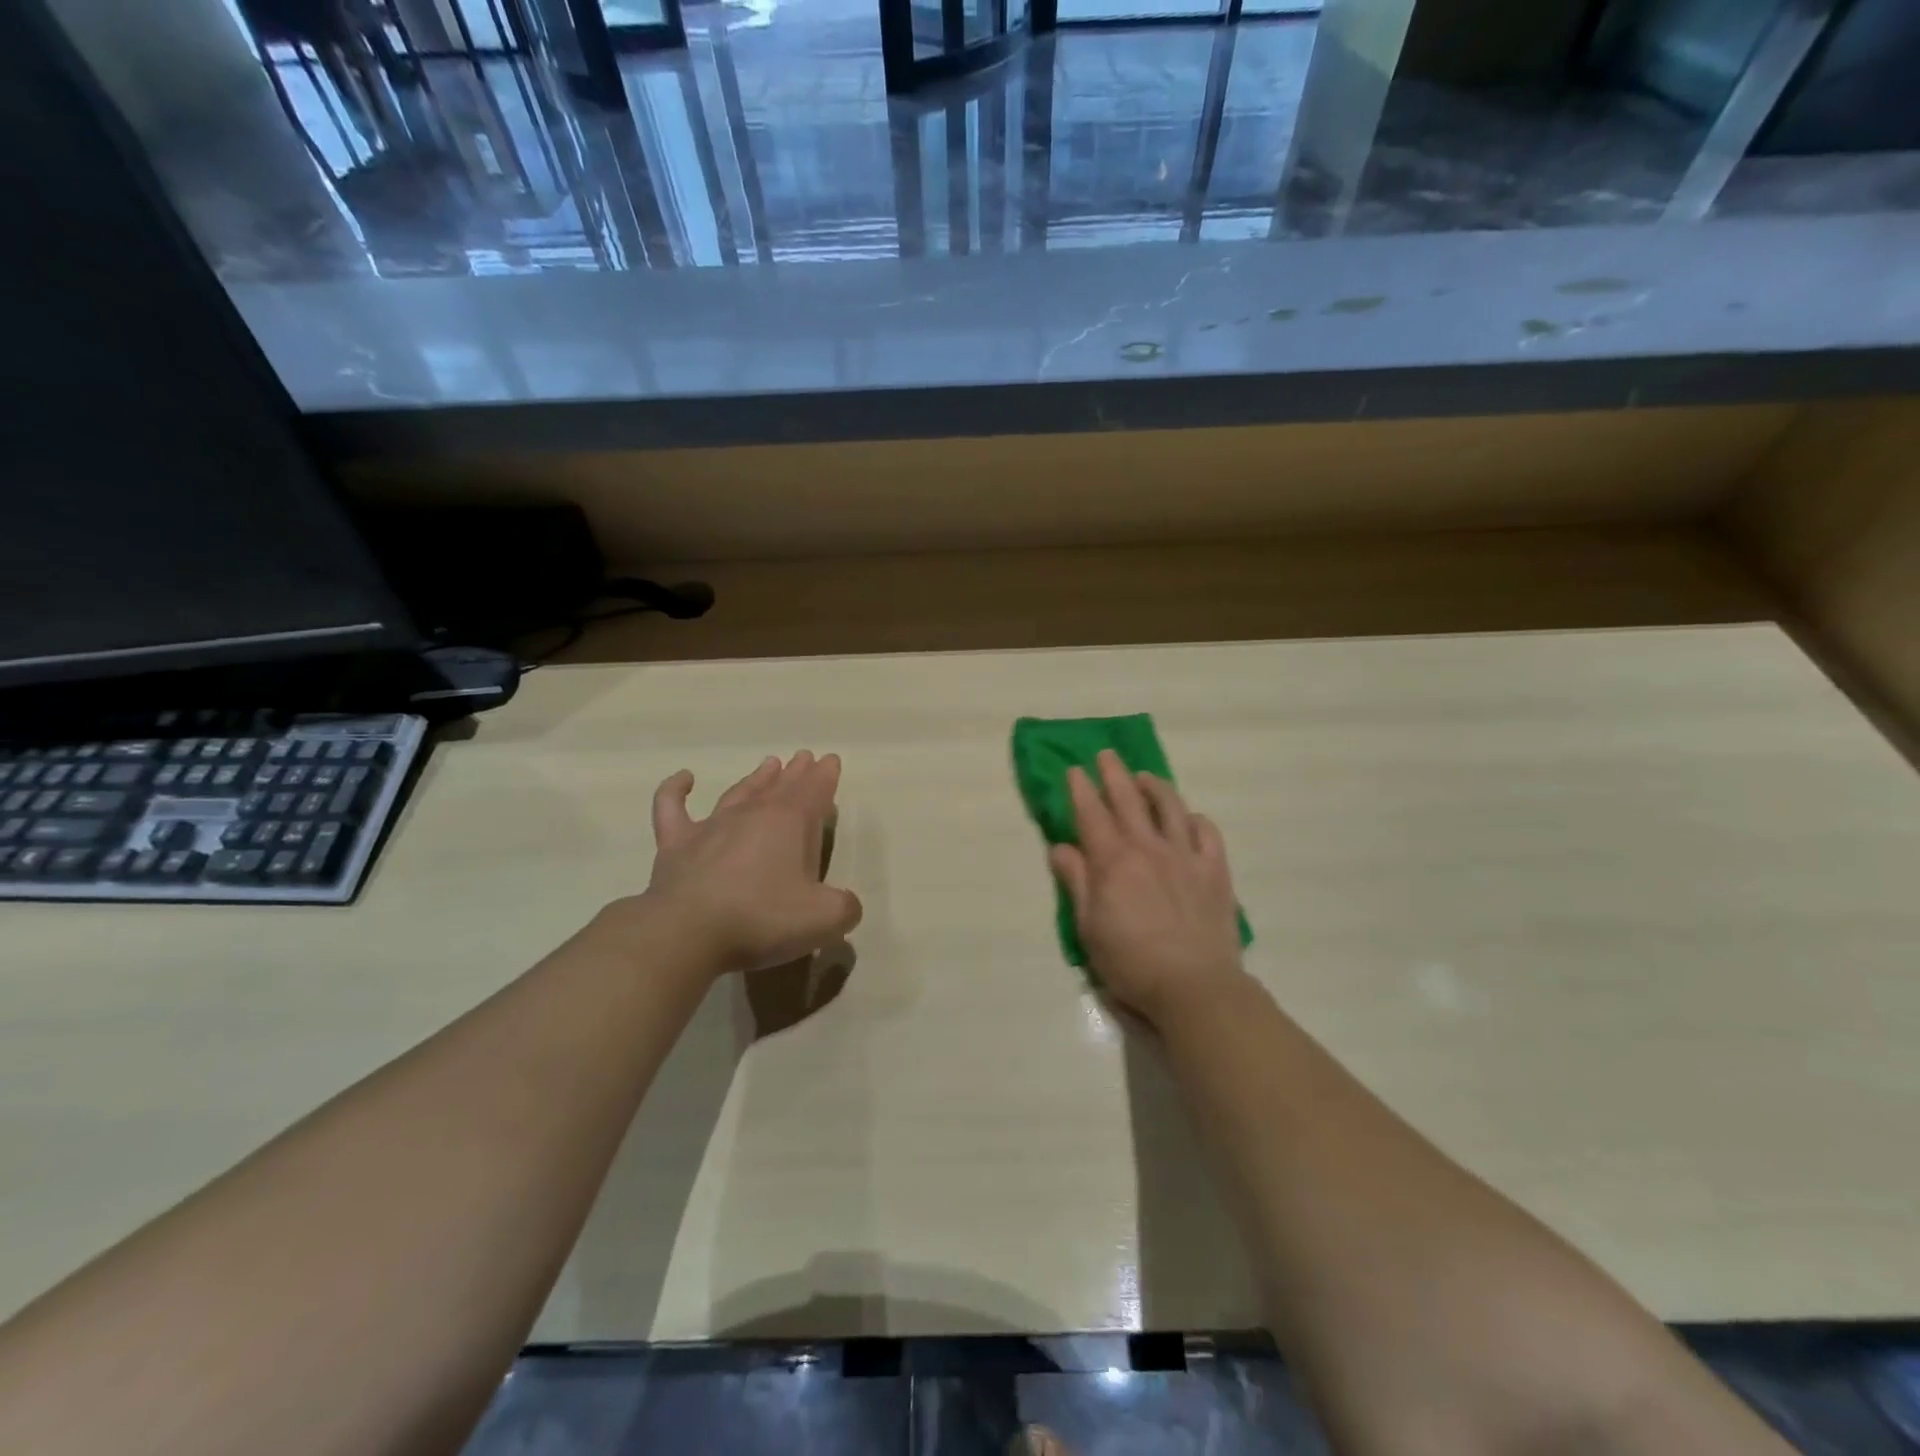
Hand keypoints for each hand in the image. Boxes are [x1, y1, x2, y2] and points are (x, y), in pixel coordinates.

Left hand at [606, 750, 862, 976]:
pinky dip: (676, 790)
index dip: (825, 775)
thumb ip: (844, 907)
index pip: (814, 790)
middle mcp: (752, 815)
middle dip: (797, 772)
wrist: (687, 933)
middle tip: (805, 758)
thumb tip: (845, 903)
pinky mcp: (676, 844)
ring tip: (769, 763)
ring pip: (739, 792)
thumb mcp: (824, 919)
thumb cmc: (762, 919)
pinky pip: (672, 806)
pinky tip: (684, 778)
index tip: (831, 760)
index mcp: (790, 823)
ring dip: (756, 778)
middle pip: (780, 786)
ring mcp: (711, 827)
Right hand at [1049, 750, 1248, 1027]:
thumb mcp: (1088, 927)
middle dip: (1114, 774)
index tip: (1075, 769)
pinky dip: (1195, 819)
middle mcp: (1148, 847)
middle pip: (1128, 799)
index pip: (1091, 814)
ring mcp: (1185, 856)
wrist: (1194, 987)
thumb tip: (1060, 847)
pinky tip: (1189, 817)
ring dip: (1155, 786)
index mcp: (1113, 861)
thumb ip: (1076, 882)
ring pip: (1170, 806)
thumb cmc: (1131, 962)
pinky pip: (1207, 832)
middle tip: (1106, 754)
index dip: (1081, 789)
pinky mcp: (1215, 871)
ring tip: (1145, 777)